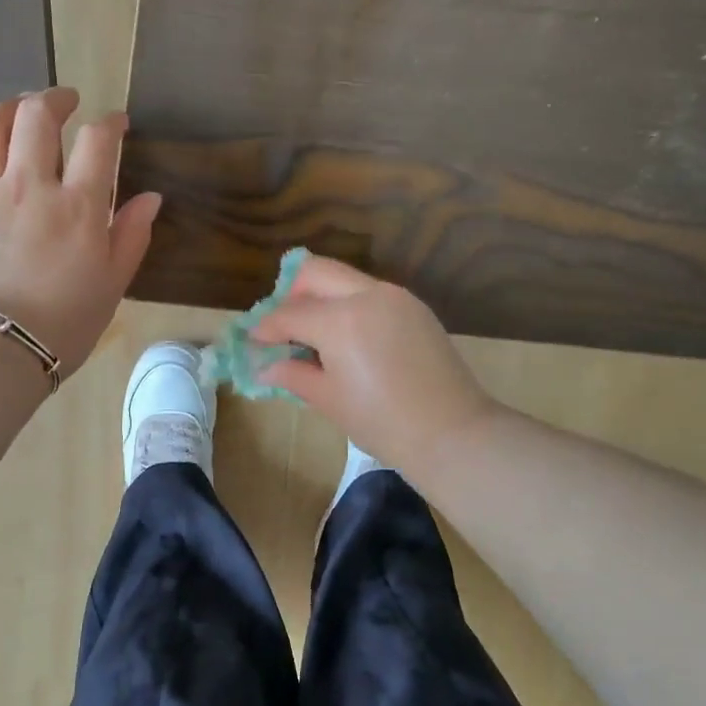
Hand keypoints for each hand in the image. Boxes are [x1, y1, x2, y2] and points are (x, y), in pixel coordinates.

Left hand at [0, 89, 159, 376]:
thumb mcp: (112, 284)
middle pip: (36, 116)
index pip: (98, 141)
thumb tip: (150, 198)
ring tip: (15, 113)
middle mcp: (28, 186)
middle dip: (54, 99)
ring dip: (5, 110)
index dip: (111, 123)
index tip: (116, 123)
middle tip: (64, 102)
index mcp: (77, 206)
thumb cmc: (63, 324)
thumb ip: (131, 235)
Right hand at [250, 254, 498, 480]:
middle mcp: (367, 295)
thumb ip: (293, 375)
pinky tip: (350, 340)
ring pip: (346, 279)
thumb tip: (265, 368)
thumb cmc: (381, 422)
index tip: (254, 341)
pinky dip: (351, 306)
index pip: (289, 314)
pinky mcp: (416, 308)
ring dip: (323, 298)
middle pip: (316, 273)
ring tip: (316, 337)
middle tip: (284, 328)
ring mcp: (396, 297)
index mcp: (340, 319)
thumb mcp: (329, 400)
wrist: (452, 432)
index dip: (266, 328)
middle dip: (292, 295)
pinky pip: (372, 294)